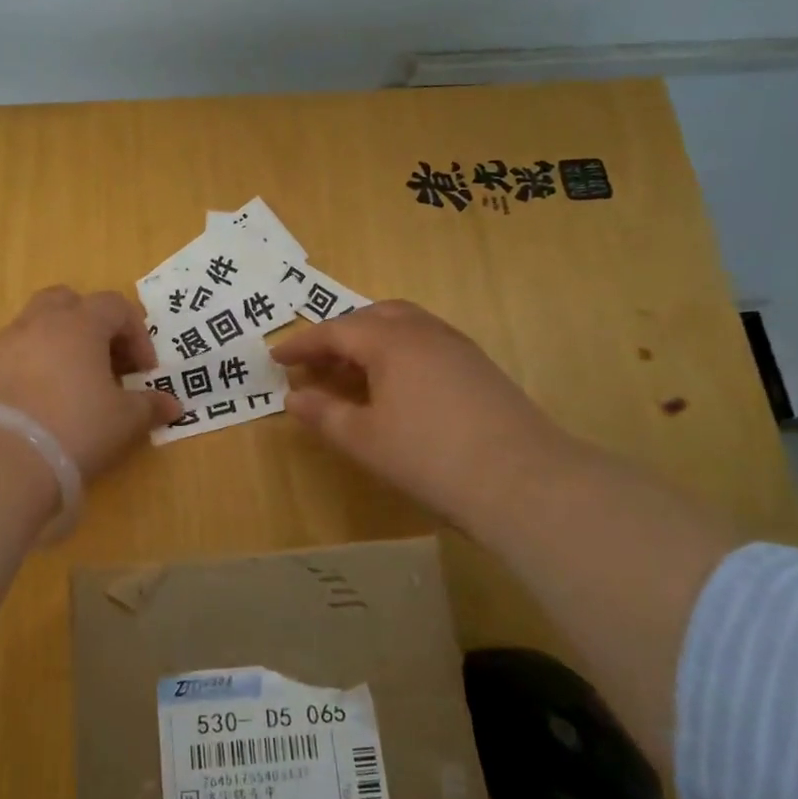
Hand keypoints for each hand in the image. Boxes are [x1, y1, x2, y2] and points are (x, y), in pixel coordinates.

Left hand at [0, 286, 181, 483]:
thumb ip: (149, 406)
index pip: (115, 306)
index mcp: (79, 324)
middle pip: (67, 301)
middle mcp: (38, 323)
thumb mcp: (123, 421)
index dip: (136, 334)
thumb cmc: (74, 428)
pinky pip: (10, 357)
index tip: (144, 371)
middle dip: (90, 324)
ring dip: (57, 347)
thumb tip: (173, 405)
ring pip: (35, 327)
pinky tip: (36, 406)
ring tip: (70, 387)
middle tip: (104, 361)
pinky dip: (28, 370)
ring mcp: (2, 345)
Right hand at [271, 300, 574, 525]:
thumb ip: (324, 414)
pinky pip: (425, 343)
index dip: (302, 344)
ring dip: (370, 341)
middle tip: (316, 363)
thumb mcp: (363, 440)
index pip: (336, 331)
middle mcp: (425, 331)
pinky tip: (394, 387)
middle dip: (338, 335)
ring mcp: (457, 346)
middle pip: (372, 317)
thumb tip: (293, 396)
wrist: (521, 480)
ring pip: (404, 327)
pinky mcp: (478, 367)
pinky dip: (397, 354)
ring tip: (350, 373)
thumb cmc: (428, 457)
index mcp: (391, 341)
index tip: (276, 358)